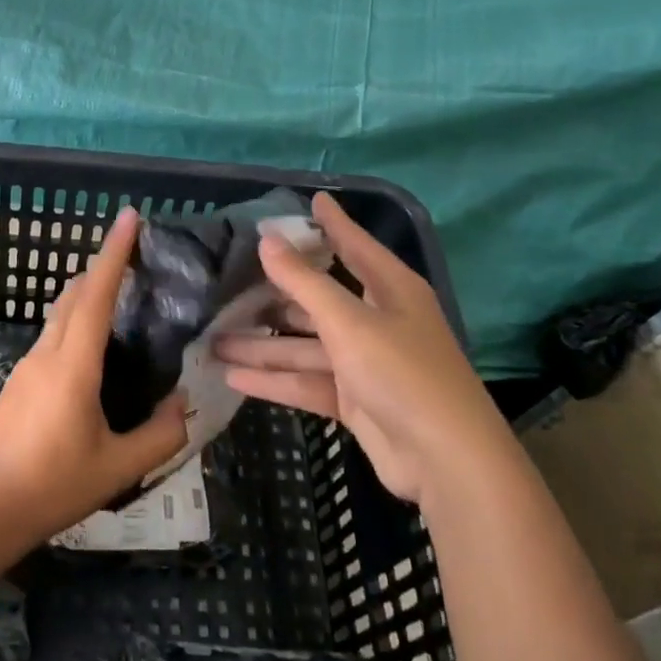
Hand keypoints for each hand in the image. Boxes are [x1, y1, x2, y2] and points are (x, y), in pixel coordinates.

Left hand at [0, 206, 187, 542]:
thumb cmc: (54, 484)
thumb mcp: (118, 467)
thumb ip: (160, 435)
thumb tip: (183, 404)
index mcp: (74, 364)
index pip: (96, 294)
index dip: (114, 253)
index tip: (128, 217)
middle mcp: (49, 352)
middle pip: (75, 292)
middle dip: (103, 264)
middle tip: (135, 253)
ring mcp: (29, 363)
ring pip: (60, 311)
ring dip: (87, 290)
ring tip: (120, 292)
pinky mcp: (21, 378)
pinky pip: (53, 332)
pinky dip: (76, 316)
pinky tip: (93, 342)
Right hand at [214, 191, 500, 507]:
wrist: (446, 461)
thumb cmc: (403, 373)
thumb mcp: (349, 321)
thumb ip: (304, 281)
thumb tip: (267, 238)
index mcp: (390, 289)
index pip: (354, 245)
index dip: (332, 223)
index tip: (311, 199)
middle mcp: (377, 320)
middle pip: (319, 299)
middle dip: (275, 294)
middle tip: (229, 280)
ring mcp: (365, 362)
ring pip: (305, 345)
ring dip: (264, 344)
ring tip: (214, 338)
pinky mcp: (353, 399)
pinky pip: (306, 381)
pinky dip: (274, 379)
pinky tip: (233, 376)